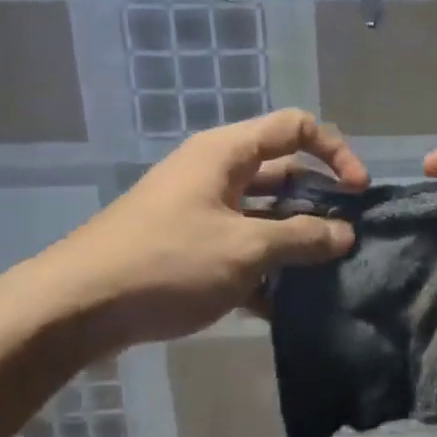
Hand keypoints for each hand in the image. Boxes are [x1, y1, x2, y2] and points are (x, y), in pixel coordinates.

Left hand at [39, 109, 367, 347]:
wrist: (78, 308)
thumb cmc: (167, 262)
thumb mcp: (245, 249)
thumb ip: (302, 238)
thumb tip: (345, 234)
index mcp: (227, 154)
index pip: (295, 128)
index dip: (335, 152)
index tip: (358, 193)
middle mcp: (215, 175)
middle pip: (283, 174)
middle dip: (319, 204)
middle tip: (349, 240)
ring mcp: (201, 214)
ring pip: (264, 218)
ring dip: (295, 243)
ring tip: (328, 275)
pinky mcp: (190, 250)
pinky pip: (241, 251)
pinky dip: (266, 272)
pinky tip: (287, 307)